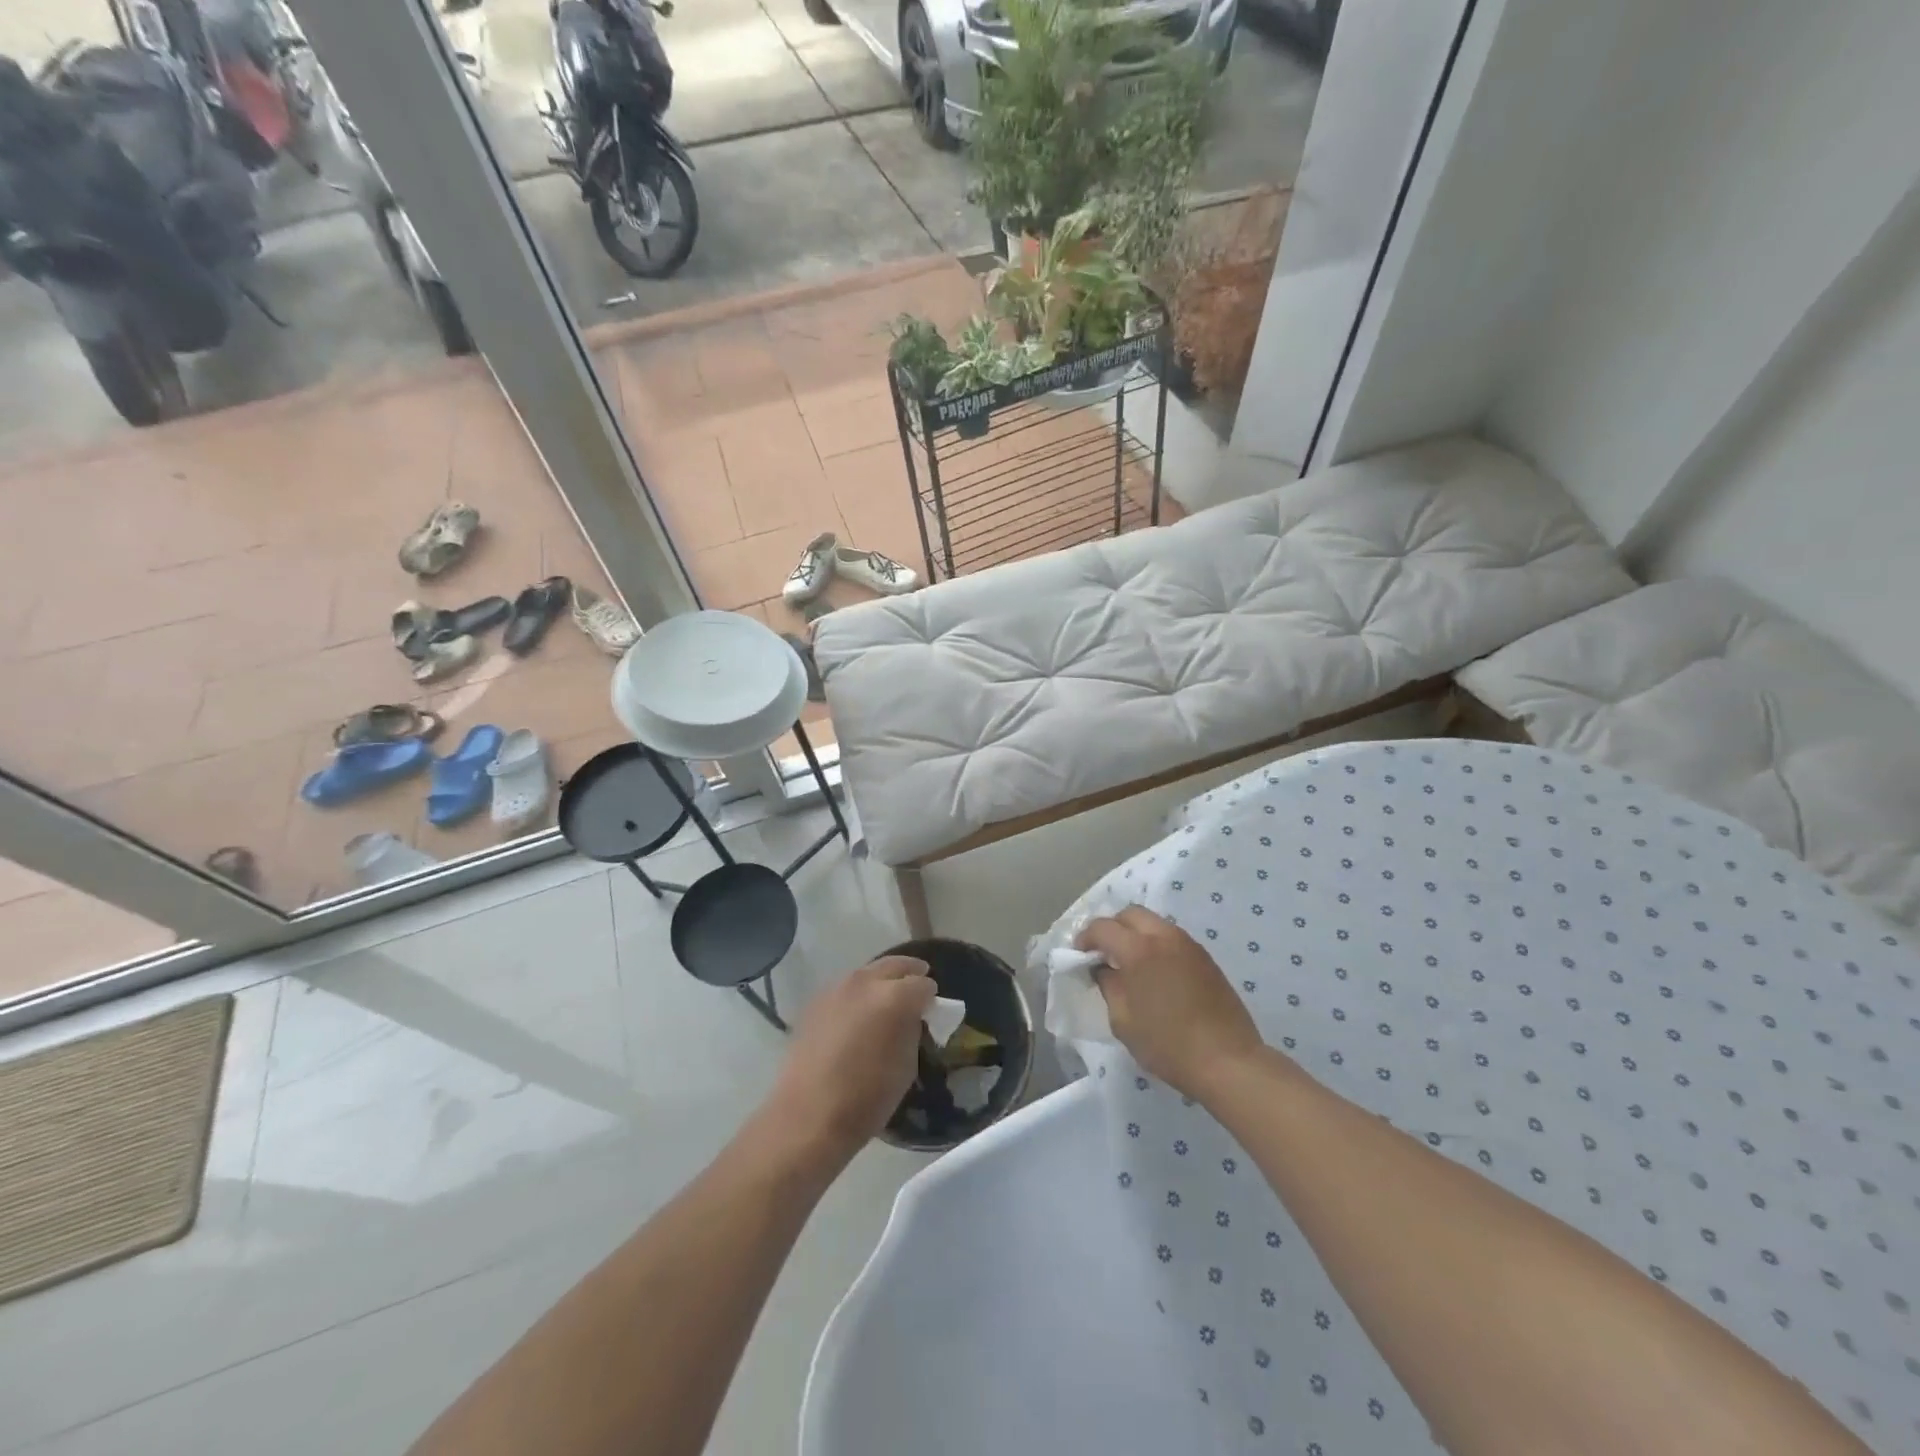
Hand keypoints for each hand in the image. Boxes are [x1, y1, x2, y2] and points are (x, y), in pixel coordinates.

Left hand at [765, 956, 935, 1165]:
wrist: (807, 1117)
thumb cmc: (866, 1098)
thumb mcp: (906, 1066)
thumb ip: (912, 1030)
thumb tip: (910, 1017)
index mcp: (894, 997)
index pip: (923, 984)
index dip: (931, 996)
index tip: (932, 1008)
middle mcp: (865, 982)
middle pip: (894, 965)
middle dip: (909, 973)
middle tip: (918, 985)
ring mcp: (836, 989)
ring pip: (867, 973)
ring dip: (881, 981)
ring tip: (887, 998)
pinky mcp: (815, 1003)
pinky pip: (845, 989)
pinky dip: (858, 994)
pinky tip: (858, 1013)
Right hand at [1077, 906, 1264, 1100]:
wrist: (1228, 1061)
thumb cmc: (1168, 1044)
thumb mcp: (1123, 1021)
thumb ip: (1108, 986)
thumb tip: (1103, 969)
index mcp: (1138, 949)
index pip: (1102, 927)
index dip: (1085, 938)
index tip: (1080, 956)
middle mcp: (1164, 936)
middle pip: (1130, 914)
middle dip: (1112, 928)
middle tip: (1104, 953)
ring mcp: (1188, 944)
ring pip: (1154, 923)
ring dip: (1136, 934)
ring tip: (1129, 963)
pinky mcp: (1205, 958)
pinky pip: (1172, 938)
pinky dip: (1156, 944)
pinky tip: (1155, 973)